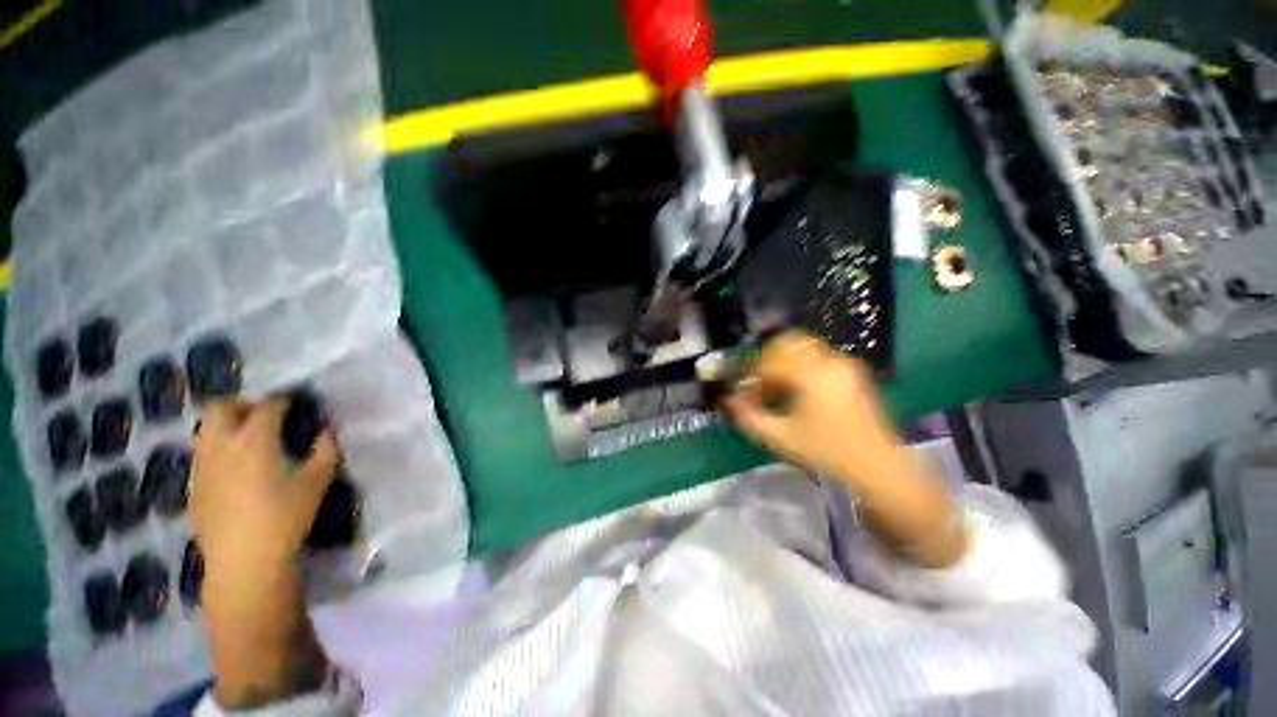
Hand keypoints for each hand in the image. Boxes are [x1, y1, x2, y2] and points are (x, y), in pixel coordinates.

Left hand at [191, 397, 338, 572]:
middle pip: (221, 407)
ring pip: (207, 430)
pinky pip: (203, 454)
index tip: (297, 404)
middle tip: (265, 417)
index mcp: (254, 439)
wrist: (243, 562)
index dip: (283, 400)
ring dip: (227, 427)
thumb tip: (326, 430)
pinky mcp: (193, 486)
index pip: (268, 406)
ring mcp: (202, 466)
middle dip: (243, 405)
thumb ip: (325, 449)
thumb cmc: (285, 516)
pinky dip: (220, 450)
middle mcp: (221, 445)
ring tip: (250, 442)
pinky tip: (237, 471)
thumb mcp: (318, 481)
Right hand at [722, 332, 967, 567]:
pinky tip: (797, 391)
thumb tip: (726, 400)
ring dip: (785, 362)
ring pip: (804, 349)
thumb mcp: (780, 437)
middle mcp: (830, 361)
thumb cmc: (827, 455)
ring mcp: (845, 367)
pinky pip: (819, 359)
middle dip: (768, 359)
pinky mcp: (853, 376)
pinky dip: (801, 367)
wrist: (879, 472)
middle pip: (788, 342)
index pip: (769, 360)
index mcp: (811, 374)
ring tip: (777, 389)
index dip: (750, 373)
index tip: (742, 390)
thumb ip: (747, 416)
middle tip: (758, 383)